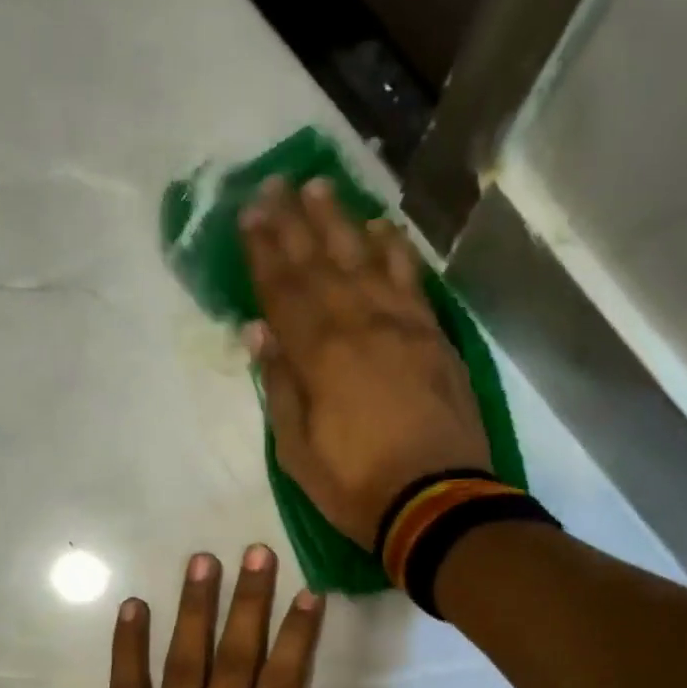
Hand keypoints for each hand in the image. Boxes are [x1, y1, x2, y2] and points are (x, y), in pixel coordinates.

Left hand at [86, 545, 342, 687]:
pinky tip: (133, 609)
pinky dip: (127, 651)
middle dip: (249, 604)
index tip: (306, 593)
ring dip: (195, 611)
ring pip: (183, 666)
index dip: (296, 637)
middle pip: (235, 662)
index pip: (282, 687)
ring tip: (202, 562)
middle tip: (256, 553)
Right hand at [239, 176, 492, 550]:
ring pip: (365, 260)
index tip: (248, 215)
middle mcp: (359, 325)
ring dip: (340, 222)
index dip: (263, 252)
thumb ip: (279, 389)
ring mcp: (402, 327)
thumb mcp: (297, 454)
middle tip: (274, 185)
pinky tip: (382, 228)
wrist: (438, 503)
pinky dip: (394, 250)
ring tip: (320, 187)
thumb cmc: (357, 487)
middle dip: (293, 223)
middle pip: (321, 264)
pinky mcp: (434, 338)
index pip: (283, 291)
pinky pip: (411, 281)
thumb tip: (259, 333)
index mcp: (319, 356)